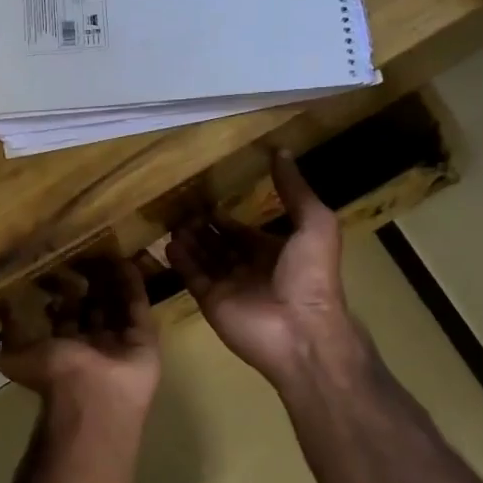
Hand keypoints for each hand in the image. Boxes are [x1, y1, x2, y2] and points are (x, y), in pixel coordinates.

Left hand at [0, 256, 160, 426]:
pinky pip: (137, 306)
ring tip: (105, 252)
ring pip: (116, 306)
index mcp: (64, 351)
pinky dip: (132, 285)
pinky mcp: (144, 338)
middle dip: (88, 286)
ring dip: (111, 282)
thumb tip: (1, 308)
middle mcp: (93, 346)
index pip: (64, 318)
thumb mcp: (16, 355)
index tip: (56, 269)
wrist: (93, 397)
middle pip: (92, 309)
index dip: (60, 295)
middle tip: (84, 256)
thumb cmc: (54, 374)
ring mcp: (120, 342)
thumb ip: (9, 332)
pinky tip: (124, 261)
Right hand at [167, 150, 364, 388]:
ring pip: (203, 258)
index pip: (242, 230)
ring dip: (188, 240)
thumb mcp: (314, 224)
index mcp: (274, 251)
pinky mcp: (210, 301)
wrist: (301, 330)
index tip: (204, 196)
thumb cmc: (311, 276)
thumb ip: (295, 190)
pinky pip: (192, 277)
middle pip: (219, 243)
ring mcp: (228, 286)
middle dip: (201, 227)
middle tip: (178, 206)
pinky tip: (168, 243)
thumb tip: (281, 151)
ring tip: (170, 221)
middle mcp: (249, 267)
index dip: (225, 216)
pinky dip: (180, 261)